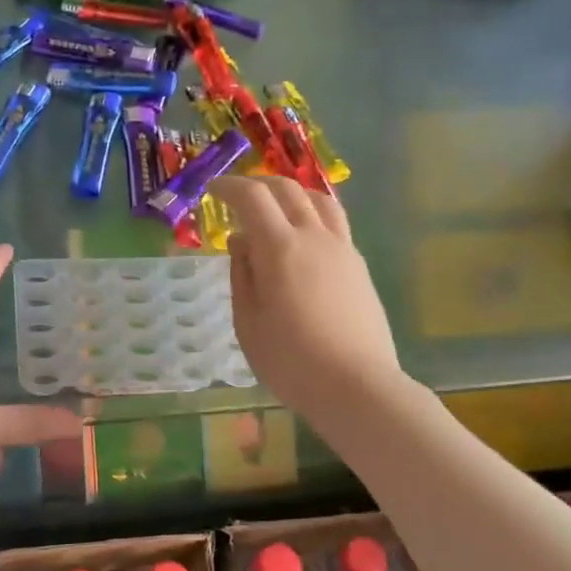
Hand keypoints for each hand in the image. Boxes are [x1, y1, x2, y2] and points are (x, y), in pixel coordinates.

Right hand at [212, 176, 406, 435]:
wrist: (356, 386)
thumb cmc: (290, 360)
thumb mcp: (248, 321)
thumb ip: (242, 274)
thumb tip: (241, 241)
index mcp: (280, 247)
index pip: (252, 197)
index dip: (229, 187)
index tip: (212, 190)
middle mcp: (314, 237)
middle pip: (288, 189)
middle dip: (258, 184)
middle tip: (238, 195)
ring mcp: (342, 249)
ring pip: (319, 200)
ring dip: (292, 193)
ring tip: (275, 207)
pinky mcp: (358, 266)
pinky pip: (334, 223)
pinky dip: (312, 214)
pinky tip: (302, 238)